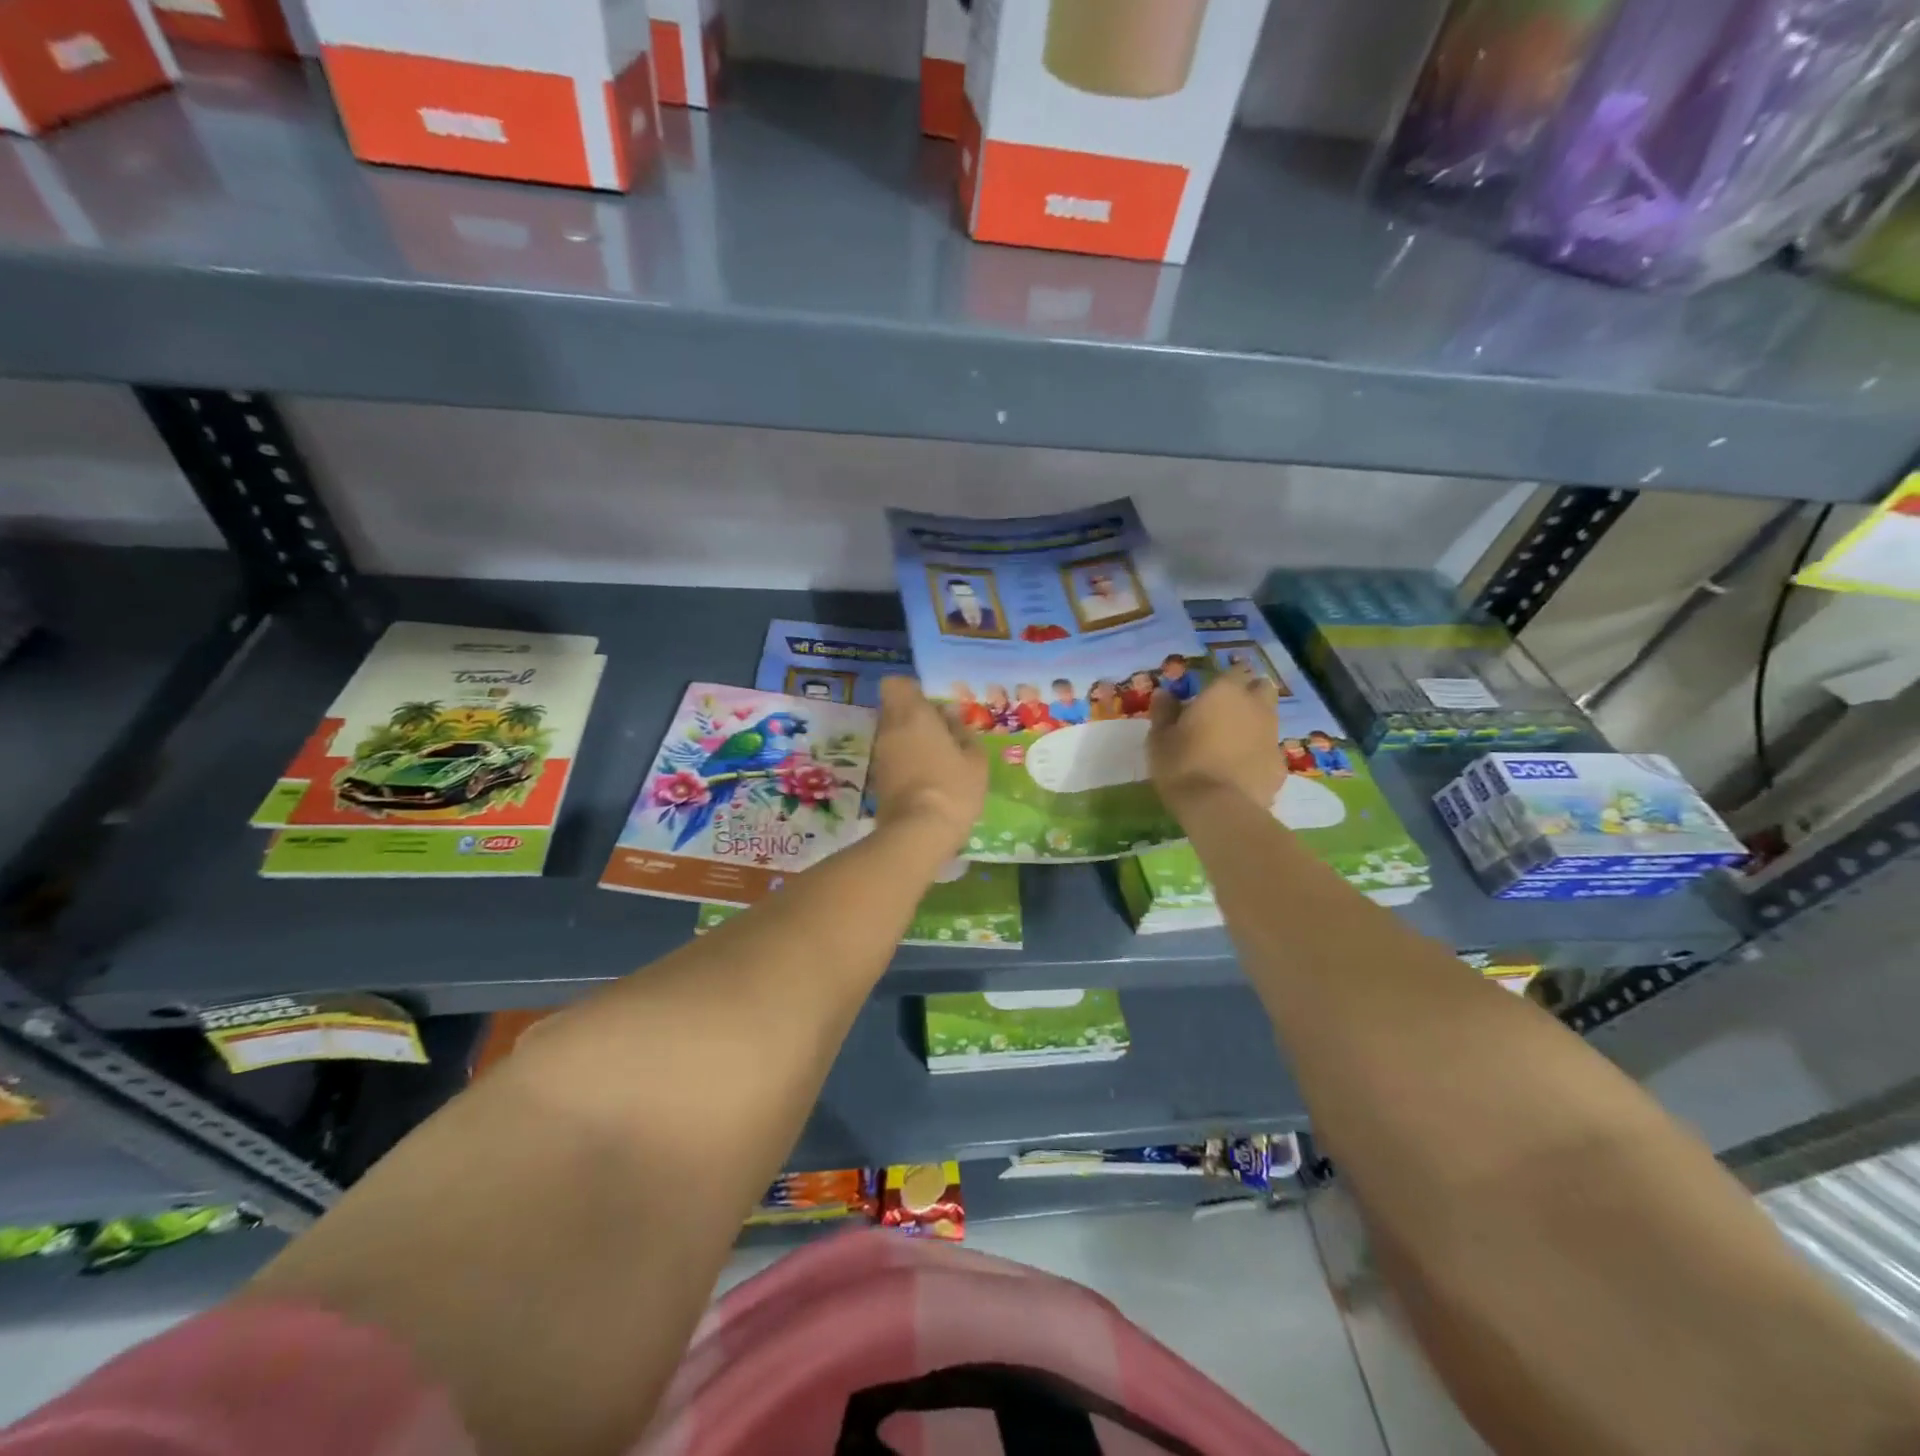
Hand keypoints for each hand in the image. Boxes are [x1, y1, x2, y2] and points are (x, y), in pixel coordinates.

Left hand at [871, 677, 987, 855]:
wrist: (918, 832)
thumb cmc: (953, 788)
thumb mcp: (975, 759)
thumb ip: (962, 732)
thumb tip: (950, 717)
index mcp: (913, 715)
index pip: (895, 684)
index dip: (912, 690)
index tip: (933, 705)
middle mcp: (890, 728)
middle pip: (893, 708)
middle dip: (914, 715)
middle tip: (942, 733)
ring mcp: (880, 754)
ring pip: (892, 733)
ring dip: (910, 739)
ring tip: (937, 758)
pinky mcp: (877, 778)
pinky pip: (891, 756)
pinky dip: (905, 759)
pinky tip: (927, 776)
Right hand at [1148, 667, 1285, 815]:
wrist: (1219, 808)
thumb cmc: (1182, 765)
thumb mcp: (1159, 738)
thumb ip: (1164, 712)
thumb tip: (1164, 693)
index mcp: (1225, 693)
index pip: (1236, 670)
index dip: (1225, 679)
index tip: (1210, 692)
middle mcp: (1255, 707)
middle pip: (1262, 688)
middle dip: (1249, 694)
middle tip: (1227, 712)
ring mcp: (1272, 736)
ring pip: (1269, 719)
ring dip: (1255, 724)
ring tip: (1232, 744)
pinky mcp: (1280, 765)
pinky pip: (1269, 751)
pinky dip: (1258, 755)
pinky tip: (1241, 771)